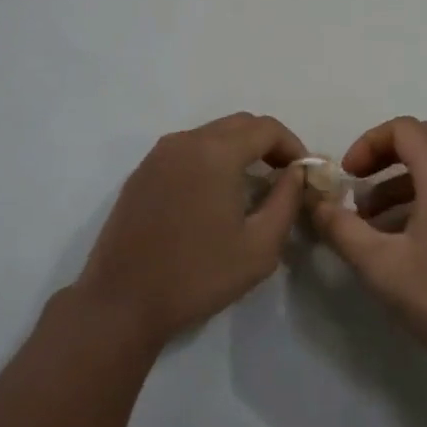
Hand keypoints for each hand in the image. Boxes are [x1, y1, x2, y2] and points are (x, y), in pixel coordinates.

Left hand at [75, 113, 306, 350]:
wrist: (122, 302)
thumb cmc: (198, 275)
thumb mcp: (260, 246)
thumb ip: (287, 201)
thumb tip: (296, 174)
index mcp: (216, 152)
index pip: (267, 128)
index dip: (293, 146)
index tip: (304, 175)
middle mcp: (185, 141)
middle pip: (239, 125)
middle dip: (267, 145)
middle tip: (283, 178)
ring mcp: (158, 155)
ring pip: (211, 135)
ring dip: (238, 151)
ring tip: (251, 187)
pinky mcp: (141, 173)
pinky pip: (187, 151)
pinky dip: (210, 160)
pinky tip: (214, 196)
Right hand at [311, 117, 426, 378]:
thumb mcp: (382, 266)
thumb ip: (342, 230)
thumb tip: (313, 203)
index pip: (403, 128)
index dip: (367, 143)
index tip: (346, 177)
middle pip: (422, 139)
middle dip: (383, 155)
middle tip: (357, 186)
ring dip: (398, 181)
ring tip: (369, 222)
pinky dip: (418, 200)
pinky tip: (399, 242)